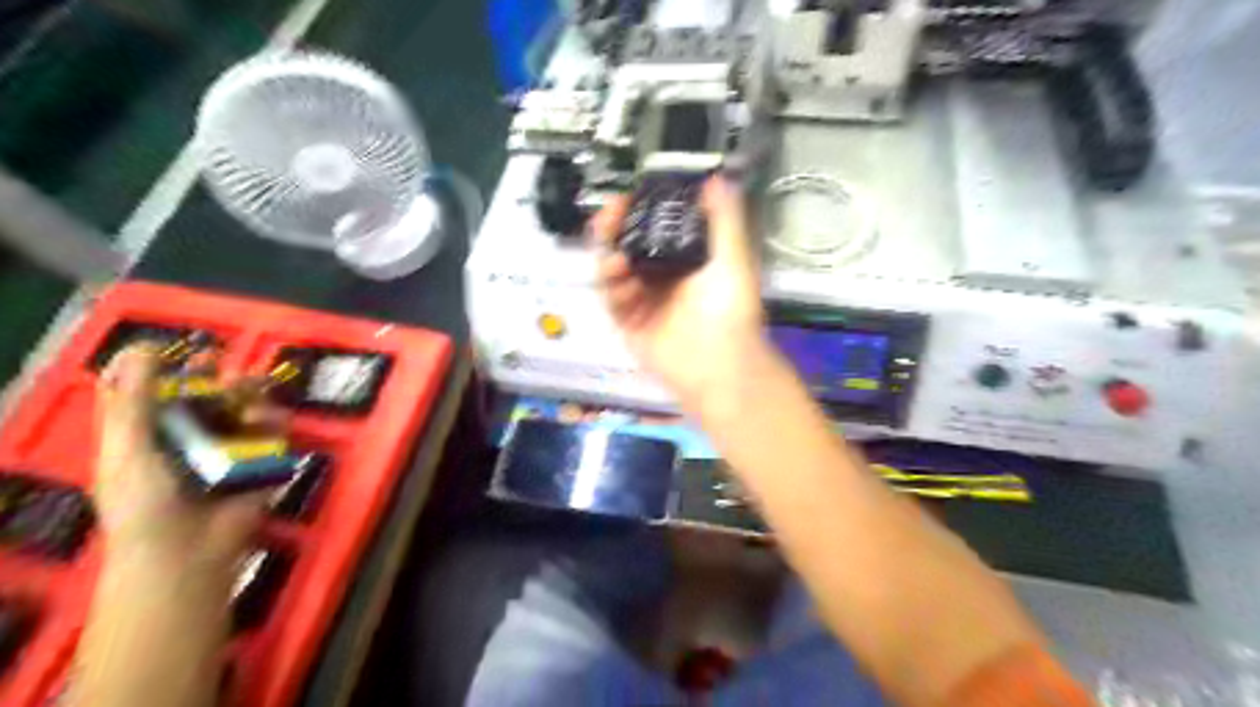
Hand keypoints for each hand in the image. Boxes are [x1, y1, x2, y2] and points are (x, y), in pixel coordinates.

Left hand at [94, 344, 266, 571]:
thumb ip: (133, 400)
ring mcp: (228, 451)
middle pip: (211, 398)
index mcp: (150, 433)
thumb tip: (142, 347)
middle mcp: (190, 438)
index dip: (173, 370)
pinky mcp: (259, 464)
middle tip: (237, 376)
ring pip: (246, 412)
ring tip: (257, 399)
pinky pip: (272, 435)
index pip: (161, 392)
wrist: (188, 553)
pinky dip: (275, 425)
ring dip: (253, 401)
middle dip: (225, 382)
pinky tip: (274, 423)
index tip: (192, 352)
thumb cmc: (144, 503)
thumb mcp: (127, 448)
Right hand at [593, 173, 767, 406]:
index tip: (628, 197)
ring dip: (609, 257)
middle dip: (613, 228)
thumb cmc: (730, 311)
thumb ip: (724, 219)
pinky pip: (610, 299)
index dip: (639, 210)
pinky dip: (610, 287)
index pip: (655, 227)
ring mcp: (643, 300)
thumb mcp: (734, 259)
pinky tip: (619, 282)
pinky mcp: (629, 323)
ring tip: (617, 259)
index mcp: (686, 259)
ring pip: (613, 269)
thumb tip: (717, 178)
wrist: (720, 365)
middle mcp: (662, 276)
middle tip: (607, 217)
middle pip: (627, 244)